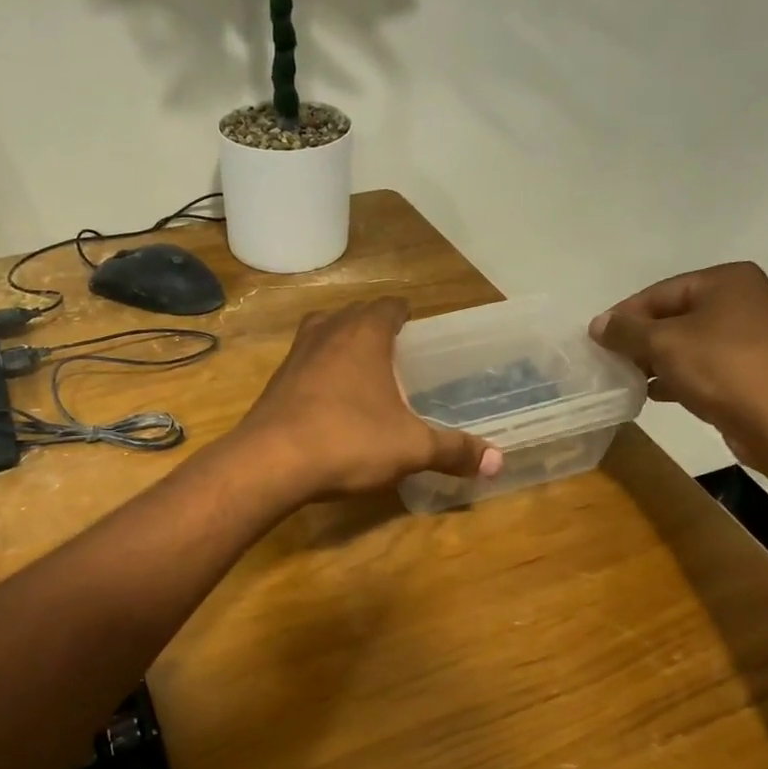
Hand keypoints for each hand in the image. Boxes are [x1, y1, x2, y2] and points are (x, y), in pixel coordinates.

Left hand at [236, 297, 503, 498]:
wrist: (270, 462)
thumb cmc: (348, 441)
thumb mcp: (411, 448)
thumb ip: (453, 450)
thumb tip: (498, 461)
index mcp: (365, 334)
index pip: (389, 306)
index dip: (403, 312)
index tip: (414, 325)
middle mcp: (327, 333)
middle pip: (353, 314)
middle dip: (373, 324)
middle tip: (394, 349)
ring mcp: (295, 355)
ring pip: (322, 333)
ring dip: (341, 343)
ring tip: (360, 368)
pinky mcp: (275, 382)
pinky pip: (303, 362)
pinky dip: (319, 370)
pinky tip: (328, 399)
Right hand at [589, 262, 767, 469]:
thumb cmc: (720, 367)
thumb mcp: (661, 343)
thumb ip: (625, 331)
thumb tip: (598, 324)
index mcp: (729, 280)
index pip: (661, 292)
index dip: (625, 316)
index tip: (598, 340)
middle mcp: (749, 299)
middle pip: (678, 315)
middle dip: (643, 339)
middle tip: (613, 360)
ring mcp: (760, 336)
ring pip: (693, 342)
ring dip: (660, 359)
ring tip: (631, 379)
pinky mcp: (761, 369)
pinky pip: (710, 364)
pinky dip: (683, 374)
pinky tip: (657, 393)